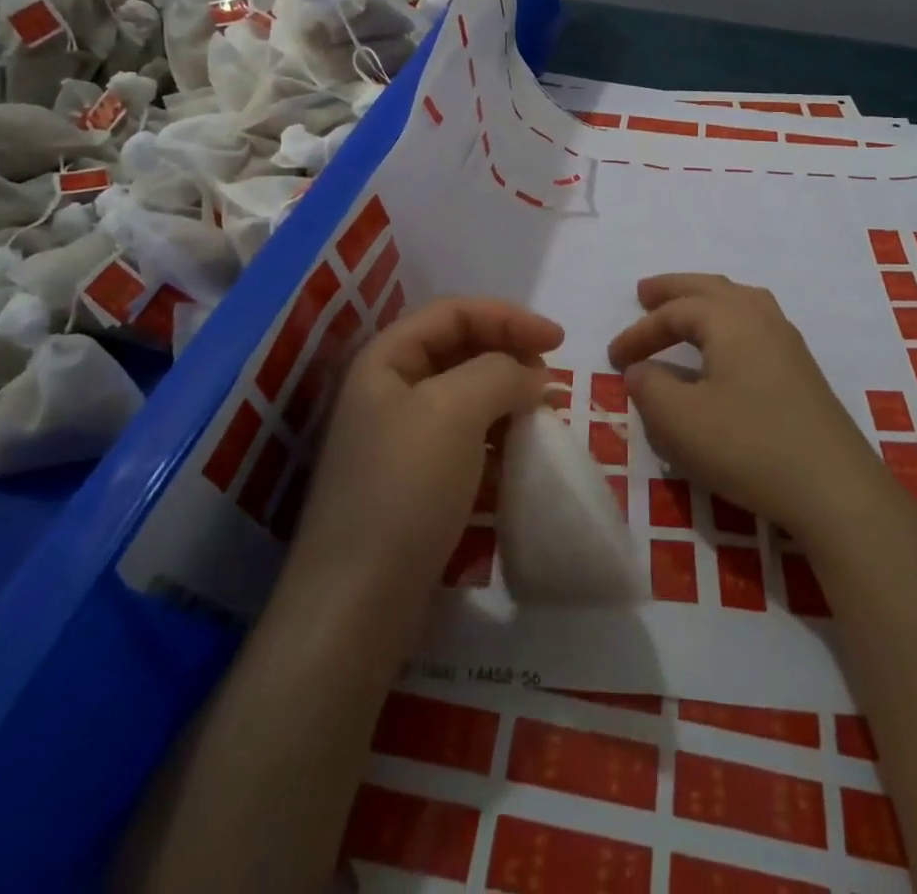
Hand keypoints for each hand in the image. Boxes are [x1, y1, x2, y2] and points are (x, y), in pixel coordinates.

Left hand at [290, 297, 563, 593]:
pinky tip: (519, 453)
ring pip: (464, 393)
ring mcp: (398, 436)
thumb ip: (501, 373)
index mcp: (385, 358)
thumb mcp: (456, 411)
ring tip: (542, 414)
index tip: (558, 340)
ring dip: (506, 395)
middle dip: (509, 353)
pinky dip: (495, 435)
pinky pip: (463, 437)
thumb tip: (532, 375)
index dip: (508, 316)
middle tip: (549, 379)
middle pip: (459, 348)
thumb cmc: (405, 488)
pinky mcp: (414, 479)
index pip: (454, 312)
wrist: (358, 603)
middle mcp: (387, 388)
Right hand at [608, 273, 880, 542]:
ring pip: (741, 301)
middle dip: (674, 290)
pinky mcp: (803, 371)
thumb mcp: (678, 420)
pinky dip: (729, 321)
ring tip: (687, 308)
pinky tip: (726, 346)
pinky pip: (757, 324)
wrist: (834, 489)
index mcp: (730, 320)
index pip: (674, 312)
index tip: (613, 359)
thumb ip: (649, 386)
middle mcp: (762, 319)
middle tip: (644, 292)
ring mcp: (788, 343)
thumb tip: (641, 370)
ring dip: (707, 301)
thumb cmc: (747, 446)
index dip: (639, 331)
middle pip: (711, 288)